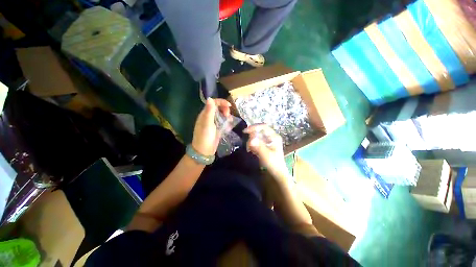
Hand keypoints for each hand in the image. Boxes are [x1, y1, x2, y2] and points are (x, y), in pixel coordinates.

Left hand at [192, 98, 230, 155]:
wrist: (204, 151)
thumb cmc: (204, 137)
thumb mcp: (207, 124)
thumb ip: (209, 111)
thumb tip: (210, 98)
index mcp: (205, 114)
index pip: (213, 103)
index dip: (221, 102)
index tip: (229, 105)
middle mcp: (209, 117)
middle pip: (218, 108)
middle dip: (225, 109)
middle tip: (228, 115)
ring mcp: (214, 123)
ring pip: (222, 114)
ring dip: (227, 115)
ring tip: (229, 120)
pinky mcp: (217, 128)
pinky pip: (223, 122)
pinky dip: (227, 122)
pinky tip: (229, 125)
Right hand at [243, 124, 286, 175]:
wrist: (276, 173)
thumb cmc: (273, 163)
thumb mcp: (266, 155)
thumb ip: (259, 146)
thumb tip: (251, 139)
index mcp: (274, 137)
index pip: (263, 127)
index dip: (254, 127)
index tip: (245, 131)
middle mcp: (271, 136)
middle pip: (259, 131)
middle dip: (252, 136)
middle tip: (248, 144)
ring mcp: (267, 141)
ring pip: (256, 136)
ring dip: (251, 141)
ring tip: (249, 149)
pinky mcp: (264, 145)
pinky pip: (256, 141)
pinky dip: (252, 145)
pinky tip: (251, 151)